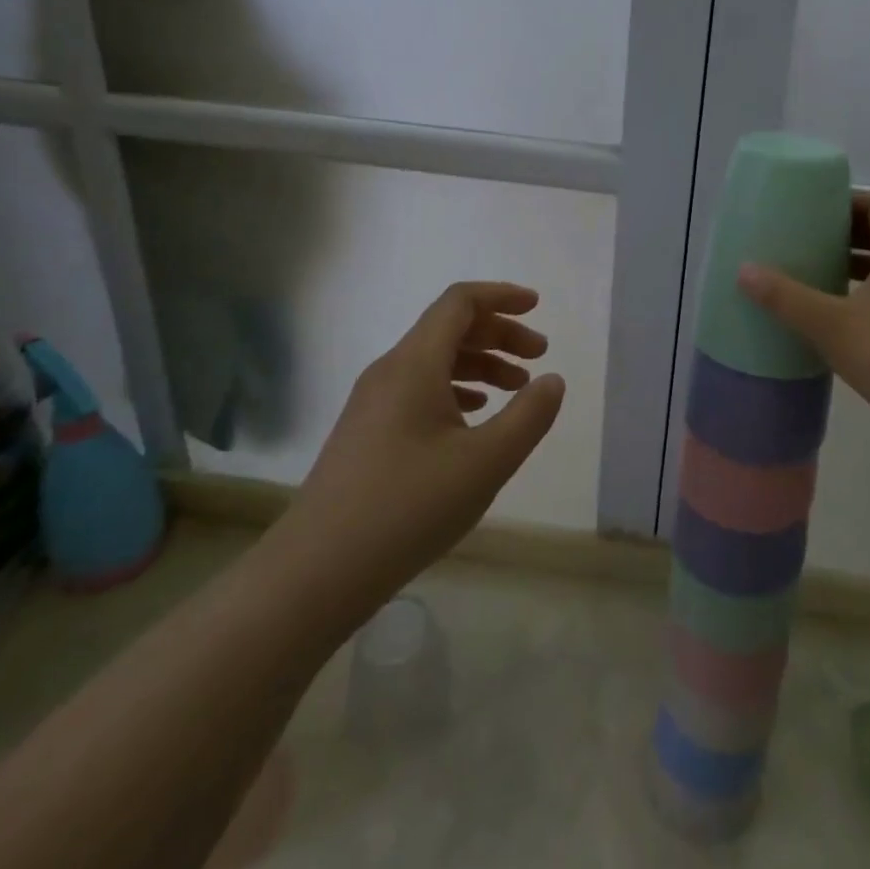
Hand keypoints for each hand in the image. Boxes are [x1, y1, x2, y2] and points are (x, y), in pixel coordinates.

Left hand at [298, 283, 564, 591]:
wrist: (317, 572)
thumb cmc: (409, 508)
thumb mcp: (486, 462)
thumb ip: (529, 416)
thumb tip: (552, 380)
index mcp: (414, 364)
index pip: (460, 302)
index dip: (502, 296)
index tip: (537, 308)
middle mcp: (390, 371)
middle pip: (449, 328)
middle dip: (499, 334)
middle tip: (538, 357)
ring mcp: (372, 402)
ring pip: (434, 361)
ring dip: (480, 364)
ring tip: (516, 390)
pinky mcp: (366, 431)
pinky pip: (418, 389)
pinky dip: (456, 389)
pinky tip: (474, 418)